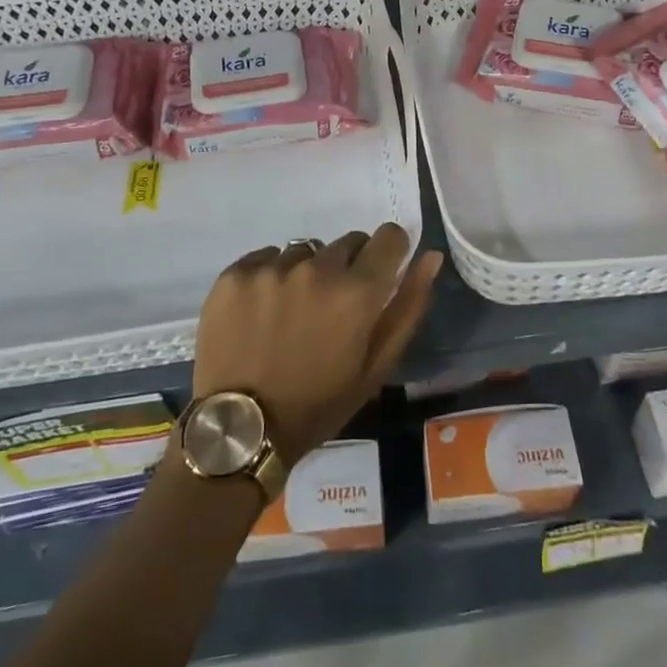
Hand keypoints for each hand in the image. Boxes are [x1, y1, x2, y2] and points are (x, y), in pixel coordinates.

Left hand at [191, 225, 442, 465]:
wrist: (239, 430)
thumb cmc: (317, 405)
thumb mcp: (375, 367)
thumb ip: (408, 307)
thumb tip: (430, 256)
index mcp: (357, 292)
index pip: (389, 237)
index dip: (390, 251)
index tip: (380, 272)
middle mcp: (317, 268)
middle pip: (347, 242)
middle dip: (349, 267)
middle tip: (332, 308)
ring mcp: (273, 268)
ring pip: (306, 250)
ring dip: (308, 272)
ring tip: (292, 314)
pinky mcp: (236, 274)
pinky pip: (267, 257)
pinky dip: (271, 275)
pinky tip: (262, 312)